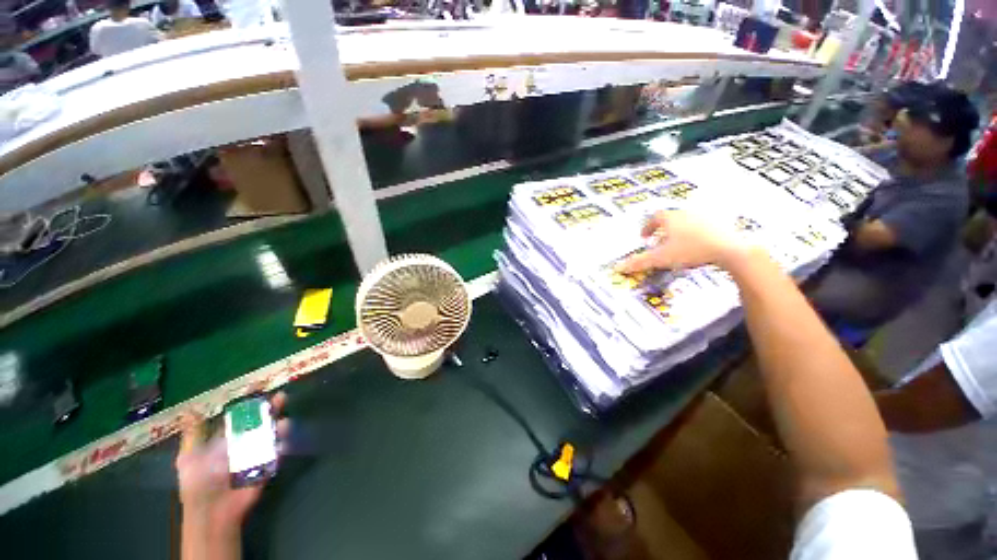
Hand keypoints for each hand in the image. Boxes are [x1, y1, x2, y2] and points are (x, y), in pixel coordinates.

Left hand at [176, 392, 288, 530]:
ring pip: (272, 434)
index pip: (240, 414)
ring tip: (283, 423)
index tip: (259, 386)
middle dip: (271, 408)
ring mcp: (257, 454)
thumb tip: (191, 410)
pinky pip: (277, 453)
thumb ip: (194, 435)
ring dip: (280, 426)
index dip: (249, 401)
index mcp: (226, 438)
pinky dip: (282, 447)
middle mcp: (243, 442)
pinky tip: (283, 444)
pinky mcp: (267, 466)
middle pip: (261, 420)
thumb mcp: (189, 457)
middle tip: (281, 397)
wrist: (212, 510)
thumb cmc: (198, 481)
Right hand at [616, 210, 745, 273]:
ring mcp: (705, 217)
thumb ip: (638, 262)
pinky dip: (696, 235)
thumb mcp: (660, 258)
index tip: (644, 238)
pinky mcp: (720, 223)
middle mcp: (686, 213)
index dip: (647, 227)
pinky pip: (703, 227)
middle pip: (670, 219)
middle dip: (662, 230)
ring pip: (686, 223)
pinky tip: (698, 248)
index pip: (654, 218)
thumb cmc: (690, 250)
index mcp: (670, 217)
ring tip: (678, 247)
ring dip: (679, 232)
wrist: (730, 248)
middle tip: (659, 243)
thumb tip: (617, 268)